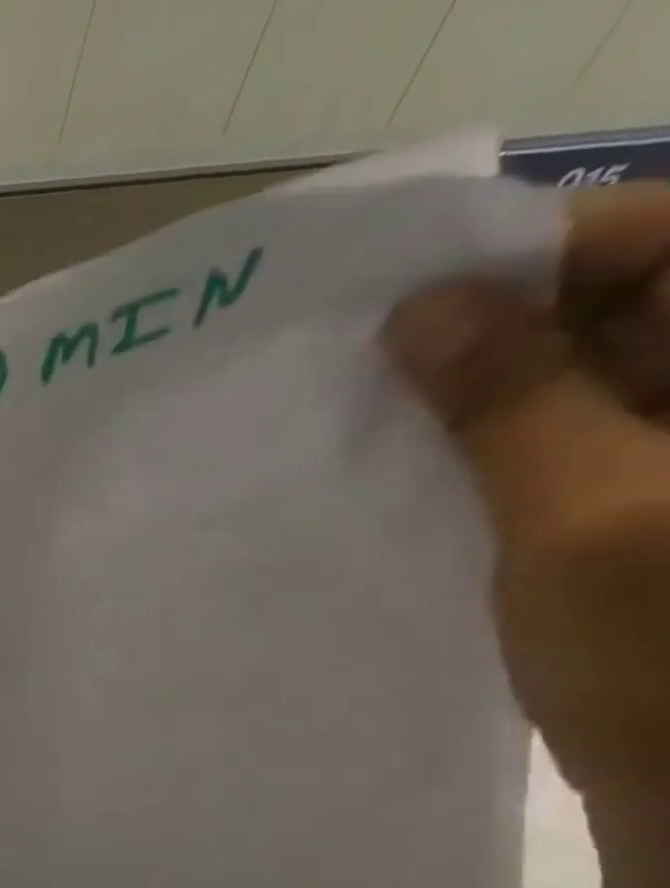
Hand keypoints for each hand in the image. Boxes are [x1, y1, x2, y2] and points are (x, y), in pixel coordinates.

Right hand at [384, 185, 669, 862]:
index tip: (401, 298)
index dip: (536, 256)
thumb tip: (422, 308)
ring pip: (581, 384)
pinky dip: (489, 454)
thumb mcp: (583, 516)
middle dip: (490, 334)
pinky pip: (565, 448)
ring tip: (368, 423)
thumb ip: (511, 400)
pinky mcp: (649, 510)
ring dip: (477, 402)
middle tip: (360, 366)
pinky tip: (412, 474)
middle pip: (622, 308)